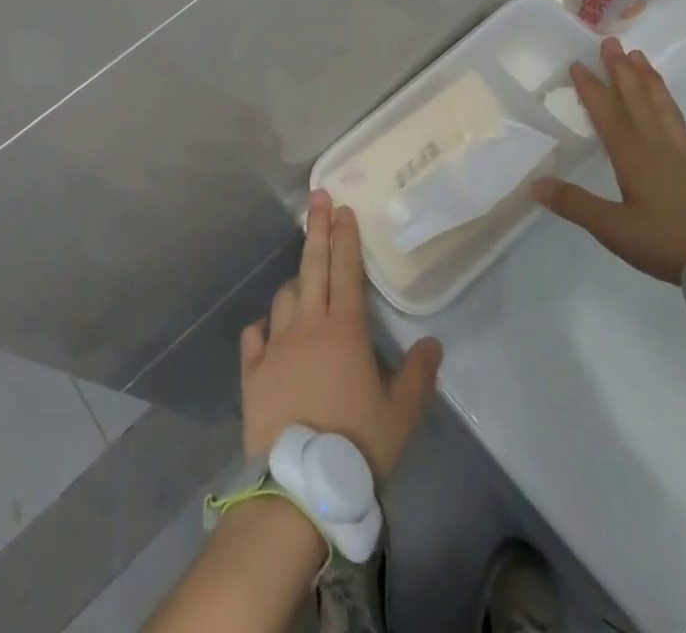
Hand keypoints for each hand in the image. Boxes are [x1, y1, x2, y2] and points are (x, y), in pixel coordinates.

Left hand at [240, 191, 442, 478]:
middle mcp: (307, 325)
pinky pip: (254, 336)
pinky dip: (263, 328)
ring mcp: (275, 346)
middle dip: (317, 229)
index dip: (345, 236)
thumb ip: (418, 375)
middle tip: (318, 198)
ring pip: (284, 298)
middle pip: (312, 267)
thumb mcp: (401, 415)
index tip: (342, 207)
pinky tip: (267, 331)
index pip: (346, 270)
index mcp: (344, 330)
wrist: (300, 486)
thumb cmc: (357, 446)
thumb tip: (433, 343)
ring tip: (303, 281)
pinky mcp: (252, 371)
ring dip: (295, 283)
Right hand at [531, 37, 685, 283]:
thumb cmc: (670, 242)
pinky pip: (680, 125)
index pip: (608, 114)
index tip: (578, 62)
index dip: (592, 88)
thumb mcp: (615, 229)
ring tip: (641, 58)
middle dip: (622, 70)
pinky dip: (669, 107)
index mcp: (634, 157)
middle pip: (638, 101)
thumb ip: (576, 204)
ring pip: (663, 108)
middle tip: (612, 42)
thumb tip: (535, 183)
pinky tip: (669, 111)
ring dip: (648, 80)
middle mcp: (659, 148)